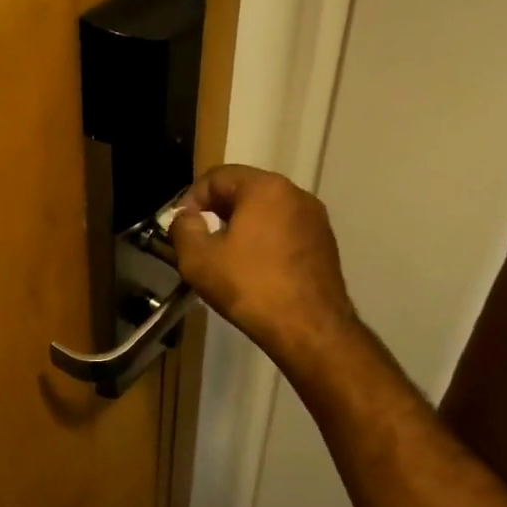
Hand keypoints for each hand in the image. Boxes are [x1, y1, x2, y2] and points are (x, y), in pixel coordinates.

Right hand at [168, 165, 355, 376]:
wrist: (309, 329)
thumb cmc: (250, 287)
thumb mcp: (198, 258)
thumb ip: (182, 228)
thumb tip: (185, 218)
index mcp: (265, 188)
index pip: (217, 176)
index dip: (191, 198)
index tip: (181, 226)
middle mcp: (296, 194)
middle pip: (244, 190)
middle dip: (216, 210)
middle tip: (199, 239)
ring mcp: (315, 219)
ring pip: (266, 211)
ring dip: (241, 226)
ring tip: (224, 256)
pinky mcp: (325, 244)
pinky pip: (284, 231)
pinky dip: (264, 241)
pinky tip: (253, 270)